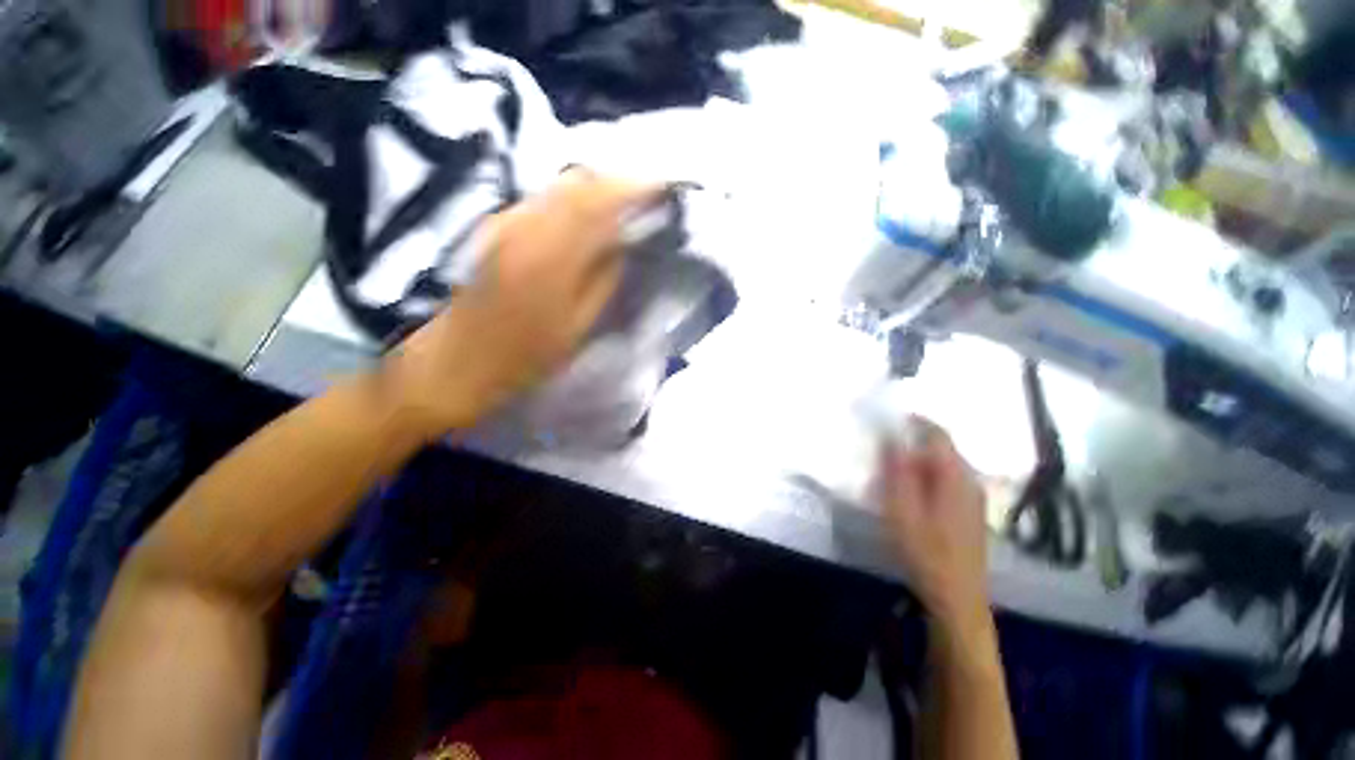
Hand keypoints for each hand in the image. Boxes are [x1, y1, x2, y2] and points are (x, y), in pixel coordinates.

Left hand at [381, 171, 660, 437]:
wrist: (456, 362)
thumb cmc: (524, 357)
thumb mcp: (578, 327)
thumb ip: (604, 279)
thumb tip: (622, 243)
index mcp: (550, 258)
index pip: (597, 202)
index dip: (632, 188)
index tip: (661, 186)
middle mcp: (524, 227)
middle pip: (576, 182)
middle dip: (616, 182)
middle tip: (645, 196)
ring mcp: (504, 222)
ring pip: (558, 187)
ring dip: (594, 189)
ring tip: (622, 205)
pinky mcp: (495, 226)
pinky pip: (542, 199)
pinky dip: (571, 199)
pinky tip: (586, 218)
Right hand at [877, 418, 990, 632]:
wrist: (957, 598)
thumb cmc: (926, 552)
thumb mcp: (901, 509)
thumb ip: (896, 470)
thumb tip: (891, 436)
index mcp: (955, 476)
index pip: (937, 433)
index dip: (913, 421)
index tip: (886, 419)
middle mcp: (969, 481)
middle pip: (939, 449)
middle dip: (908, 446)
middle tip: (879, 456)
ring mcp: (972, 498)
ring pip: (940, 467)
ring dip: (914, 464)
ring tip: (888, 478)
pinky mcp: (968, 512)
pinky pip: (944, 482)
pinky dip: (923, 480)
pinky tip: (907, 498)